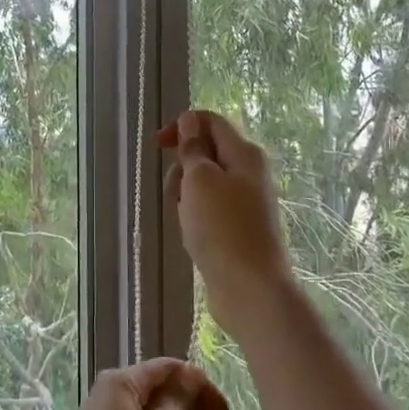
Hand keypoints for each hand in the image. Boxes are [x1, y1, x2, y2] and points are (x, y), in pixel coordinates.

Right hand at [159, 109, 295, 321]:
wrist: (249, 288)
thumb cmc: (222, 228)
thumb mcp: (200, 180)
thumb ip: (194, 148)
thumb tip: (190, 120)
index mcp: (244, 154)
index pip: (212, 121)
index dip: (183, 126)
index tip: (159, 146)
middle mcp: (249, 173)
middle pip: (207, 152)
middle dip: (182, 166)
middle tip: (175, 190)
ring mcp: (245, 202)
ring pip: (205, 183)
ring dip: (185, 194)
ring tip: (184, 218)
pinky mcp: (238, 228)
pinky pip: (209, 209)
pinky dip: (194, 215)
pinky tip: (192, 234)